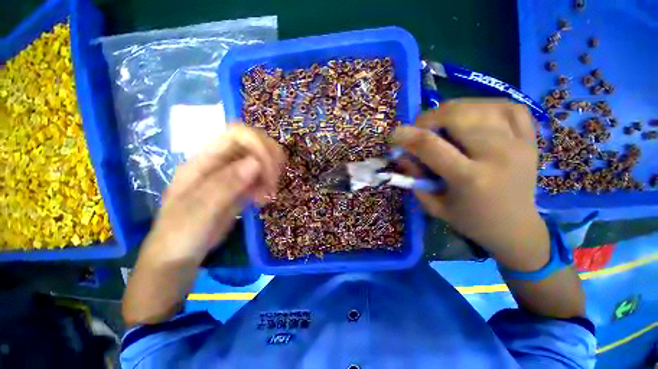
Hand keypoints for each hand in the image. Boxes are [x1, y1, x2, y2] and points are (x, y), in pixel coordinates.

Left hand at [142, 125, 284, 263]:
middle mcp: (220, 163)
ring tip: (268, 194)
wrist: (179, 255)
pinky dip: (266, 186)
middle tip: (273, 182)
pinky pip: (259, 178)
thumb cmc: (181, 232)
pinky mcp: (239, 189)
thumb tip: (256, 162)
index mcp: (204, 161)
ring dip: (270, 174)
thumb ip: (226, 184)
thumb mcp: (200, 209)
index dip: (258, 145)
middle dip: (269, 160)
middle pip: (253, 145)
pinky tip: (263, 200)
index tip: (269, 169)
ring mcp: (231, 176)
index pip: (237, 135)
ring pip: (260, 161)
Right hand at [392, 99, 548, 269]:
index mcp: (470, 178)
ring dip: (452, 110)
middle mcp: (497, 156)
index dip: (406, 135)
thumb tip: (402, 154)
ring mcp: (519, 143)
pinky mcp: (530, 139)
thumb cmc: (469, 220)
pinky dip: (484, 105)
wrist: (515, 228)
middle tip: (420, 129)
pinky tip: (472, 116)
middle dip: (429, 117)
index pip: (431, 145)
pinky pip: (508, 106)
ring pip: (480, 107)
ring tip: (442, 123)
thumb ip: (414, 179)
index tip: (394, 135)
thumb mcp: (433, 205)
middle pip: (458, 116)